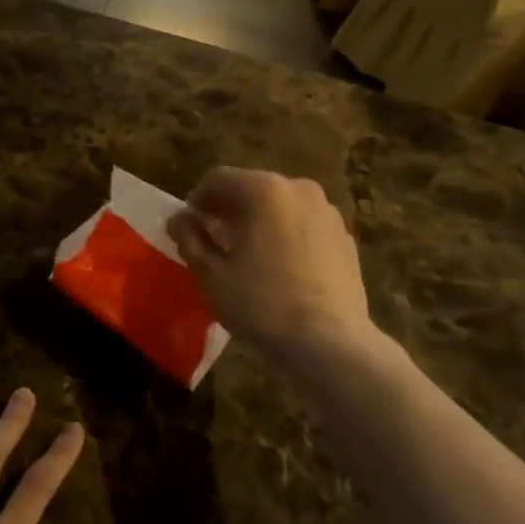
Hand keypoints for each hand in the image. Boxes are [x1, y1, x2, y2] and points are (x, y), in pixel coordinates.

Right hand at [168, 168, 373, 360]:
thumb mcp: (212, 275)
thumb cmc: (262, 305)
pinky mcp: (345, 238)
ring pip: (281, 206)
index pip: (218, 179)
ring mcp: (327, 212)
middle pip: (252, 188)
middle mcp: (299, 189)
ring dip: (259, 221)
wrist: (331, 345)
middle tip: (213, 242)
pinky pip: (304, 225)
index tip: (188, 229)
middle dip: (229, 210)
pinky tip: (280, 269)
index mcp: (264, 190)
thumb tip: (179, 219)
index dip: (197, 201)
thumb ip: (190, 239)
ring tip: (247, 256)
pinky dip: (286, 235)